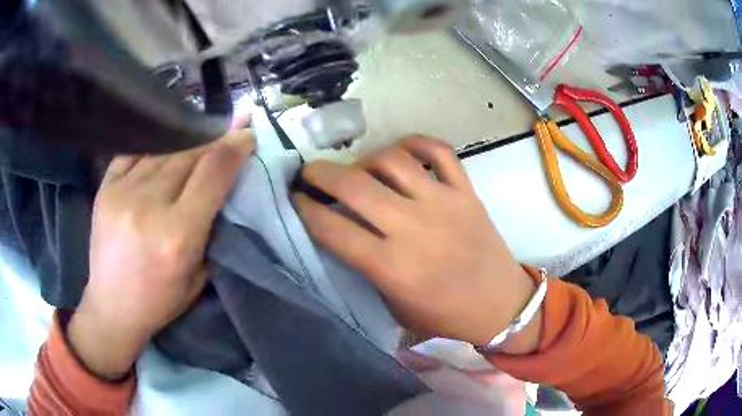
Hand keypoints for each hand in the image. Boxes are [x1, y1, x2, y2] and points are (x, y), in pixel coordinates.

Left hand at [67, 128, 254, 379]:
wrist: (112, 307)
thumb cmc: (160, 300)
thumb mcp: (199, 275)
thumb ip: (212, 229)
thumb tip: (224, 185)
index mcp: (178, 235)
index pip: (213, 172)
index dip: (235, 146)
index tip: (247, 135)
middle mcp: (149, 206)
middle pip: (190, 154)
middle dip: (215, 139)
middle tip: (228, 132)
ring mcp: (122, 193)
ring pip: (164, 149)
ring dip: (187, 142)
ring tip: (199, 140)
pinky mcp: (105, 189)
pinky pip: (135, 152)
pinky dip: (155, 146)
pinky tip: (165, 146)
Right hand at [294, 136, 537, 349]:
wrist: (499, 305)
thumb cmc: (443, 315)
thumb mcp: (393, 304)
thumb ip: (364, 267)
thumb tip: (338, 230)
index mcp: (393, 267)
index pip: (333, 228)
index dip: (305, 209)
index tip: (295, 199)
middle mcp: (415, 228)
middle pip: (355, 185)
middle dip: (320, 173)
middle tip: (309, 172)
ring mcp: (444, 203)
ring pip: (392, 160)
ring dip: (364, 159)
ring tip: (358, 170)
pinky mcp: (466, 191)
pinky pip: (439, 151)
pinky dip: (415, 142)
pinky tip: (400, 153)